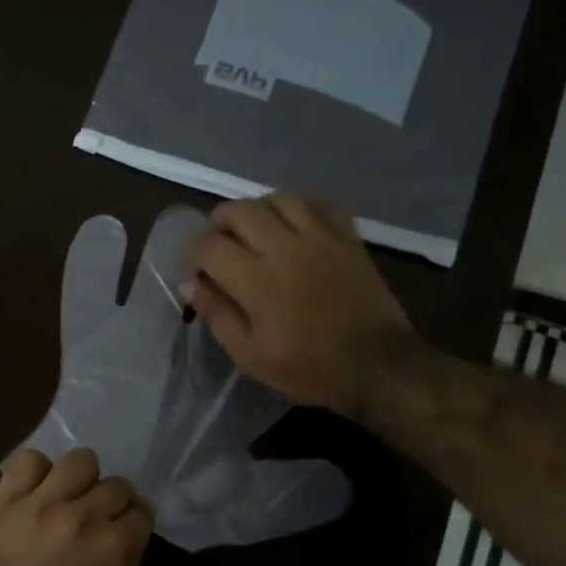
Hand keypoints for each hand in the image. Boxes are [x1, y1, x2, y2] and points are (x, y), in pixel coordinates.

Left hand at [0, 447, 153, 565]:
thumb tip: (129, 545)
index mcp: (117, 545)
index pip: (143, 510)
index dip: (136, 521)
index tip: (126, 530)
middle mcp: (86, 516)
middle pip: (116, 484)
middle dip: (113, 502)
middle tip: (98, 518)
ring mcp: (44, 503)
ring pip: (80, 460)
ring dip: (81, 478)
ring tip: (70, 496)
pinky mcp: (8, 500)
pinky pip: (28, 461)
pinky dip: (36, 471)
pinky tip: (36, 490)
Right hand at [182, 193, 411, 420]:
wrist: (376, 366)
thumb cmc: (307, 367)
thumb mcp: (249, 355)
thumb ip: (217, 314)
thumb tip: (189, 283)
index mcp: (256, 280)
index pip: (209, 245)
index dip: (191, 250)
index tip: (192, 264)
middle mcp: (285, 248)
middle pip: (241, 210)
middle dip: (219, 221)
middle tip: (217, 240)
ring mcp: (321, 238)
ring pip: (280, 199)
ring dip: (259, 209)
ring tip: (255, 229)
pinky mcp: (349, 238)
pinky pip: (322, 204)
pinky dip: (303, 208)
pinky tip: (296, 225)